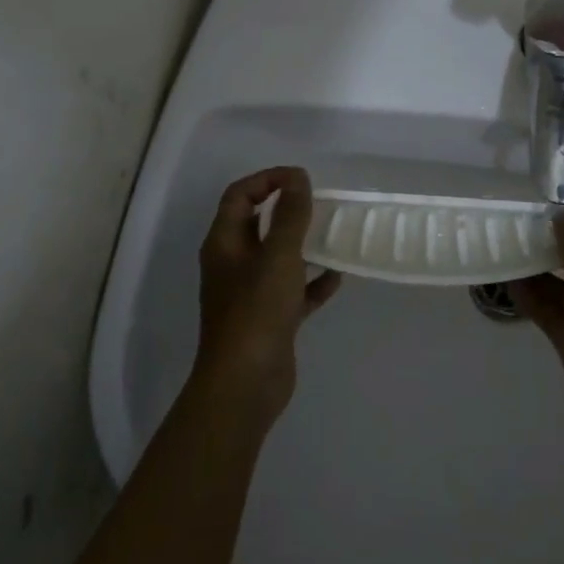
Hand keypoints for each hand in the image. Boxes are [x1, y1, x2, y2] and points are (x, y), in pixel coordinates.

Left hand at [191, 166, 341, 429]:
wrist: (245, 385)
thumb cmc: (256, 312)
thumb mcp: (278, 256)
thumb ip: (290, 215)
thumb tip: (297, 177)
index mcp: (224, 243)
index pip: (239, 195)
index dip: (267, 179)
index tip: (301, 179)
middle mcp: (233, 264)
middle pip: (258, 224)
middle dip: (287, 209)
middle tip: (320, 203)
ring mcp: (250, 293)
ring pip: (277, 257)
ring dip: (303, 244)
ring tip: (333, 233)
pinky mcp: (269, 319)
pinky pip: (293, 290)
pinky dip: (313, 281)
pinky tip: (338, 276)